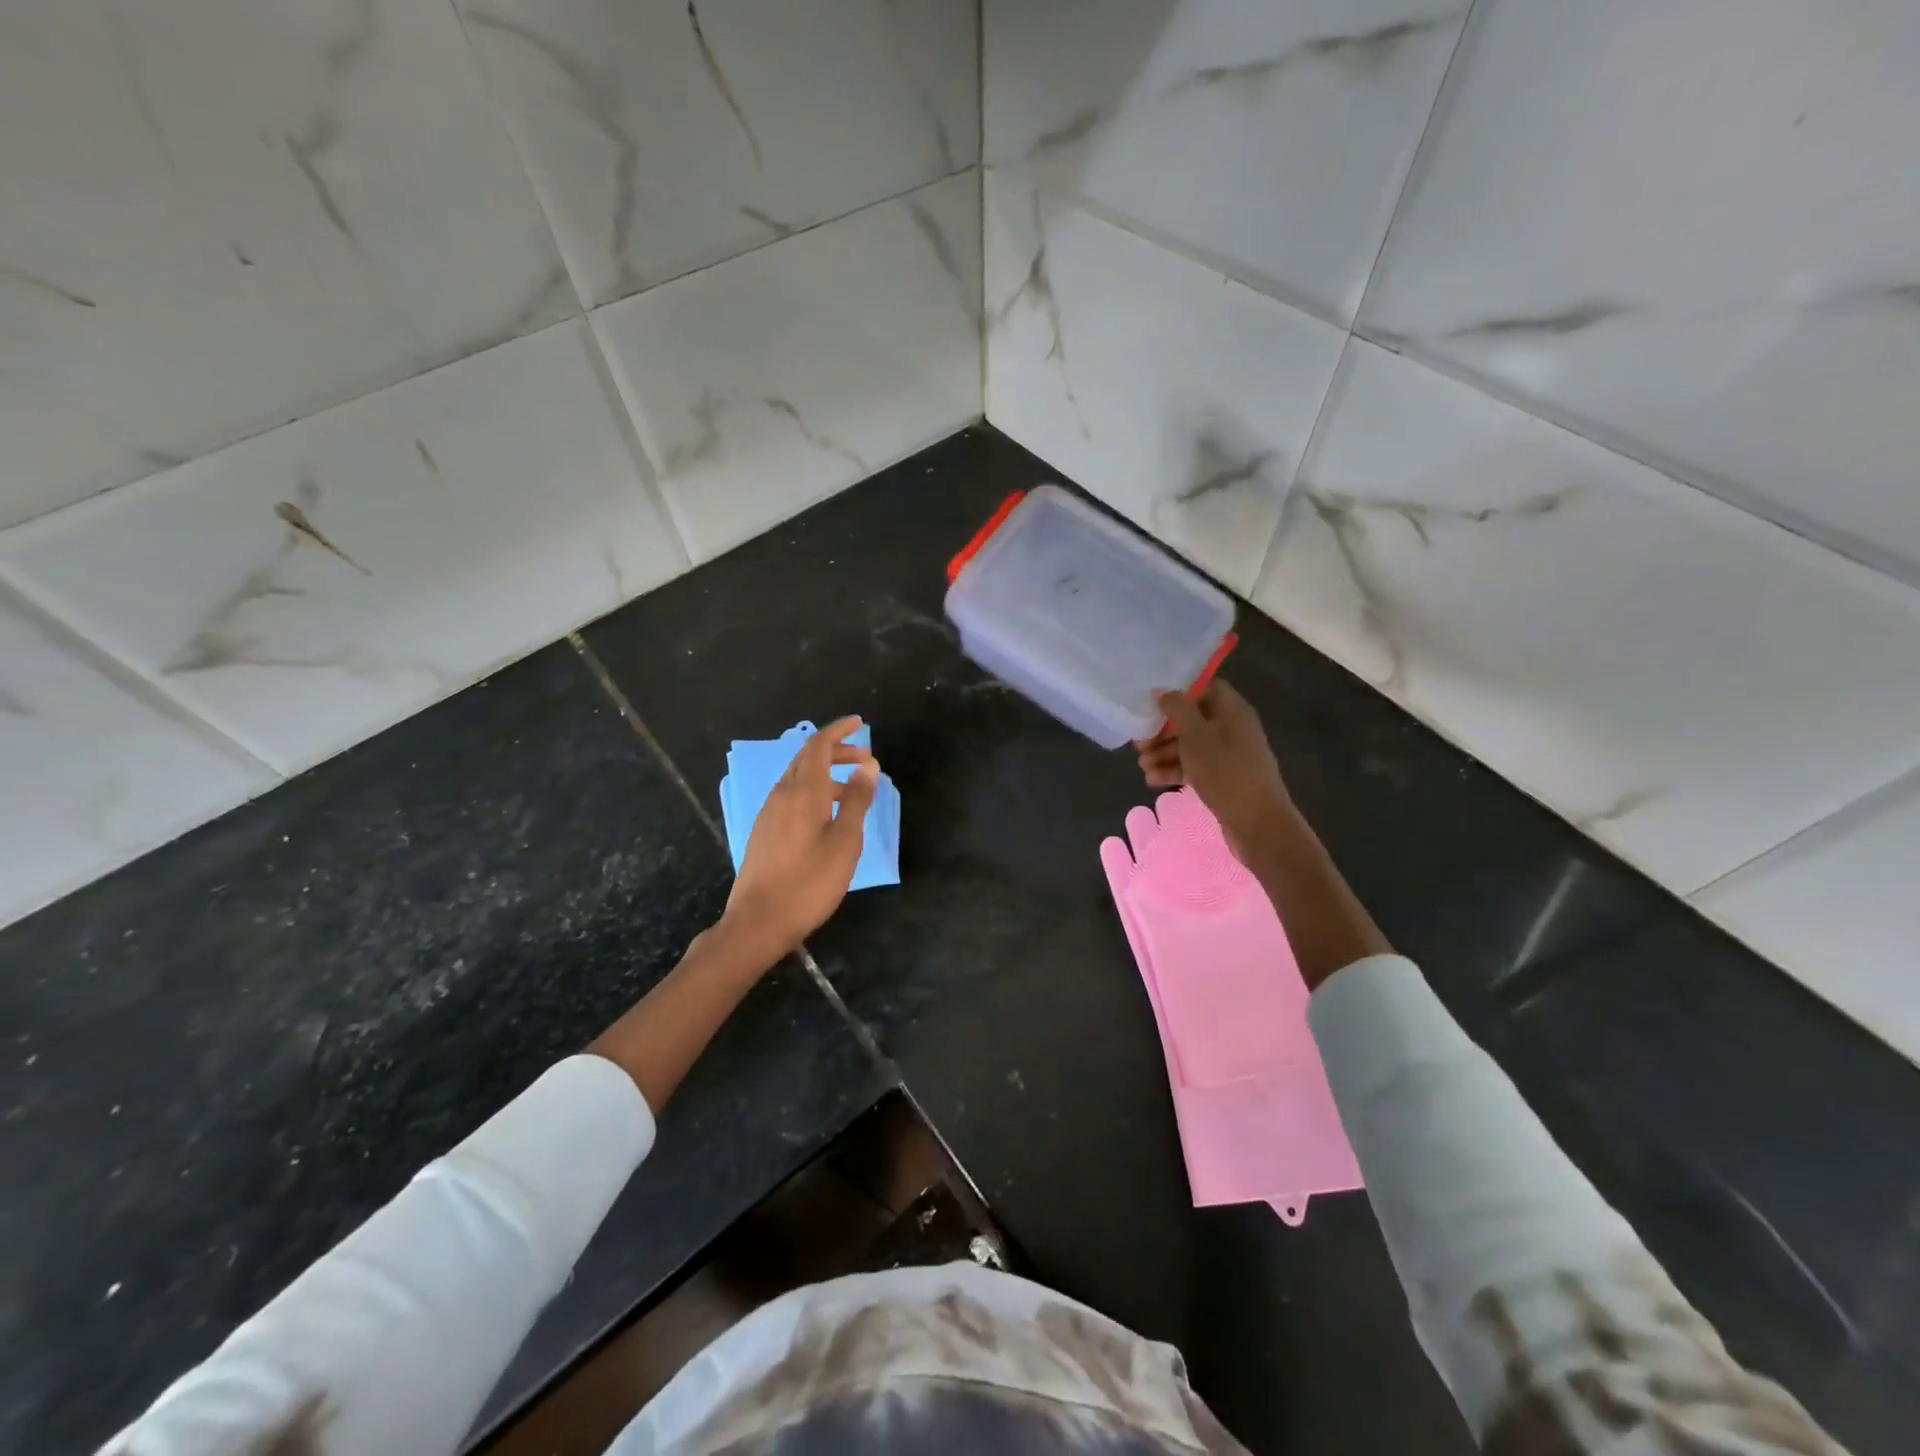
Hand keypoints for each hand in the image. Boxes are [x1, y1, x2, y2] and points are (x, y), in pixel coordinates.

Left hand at [720, 716, 879, 961]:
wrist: (758, 921)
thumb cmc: (809, 882)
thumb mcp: (845, 841)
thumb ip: (858, 800)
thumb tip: (869, 764)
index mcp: (804, 792)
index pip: (819, 745)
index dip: (840, 730)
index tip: (861, 723)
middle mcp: (783, 794)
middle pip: (808, 758)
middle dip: (837, 751)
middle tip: (866, 759)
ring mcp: (770, 813)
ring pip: (799, 778)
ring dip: (827, 774)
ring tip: (855, 792)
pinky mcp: (765, 831)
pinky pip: (792, 797)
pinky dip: (815, 792)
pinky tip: (829, 816)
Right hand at [1135, 681, 1298, 864]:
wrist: (1257, 822)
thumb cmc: (1225, 771)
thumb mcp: (1195, 736)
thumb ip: (1177, 709)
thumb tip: (1162, 691)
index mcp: (1232, 710)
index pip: (1205, 688)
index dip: (1179, 693)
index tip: (1152, 703)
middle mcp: (1232, 728)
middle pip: (1192, 720)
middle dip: (1163, 730)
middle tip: (1139, 743)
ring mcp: (1228, 755)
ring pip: (1191, 746)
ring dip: (1164, 753)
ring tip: (1142, 765)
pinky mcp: (1223, 778)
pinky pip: (1195, 767)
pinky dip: (1174, 770)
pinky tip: (1153, 780)